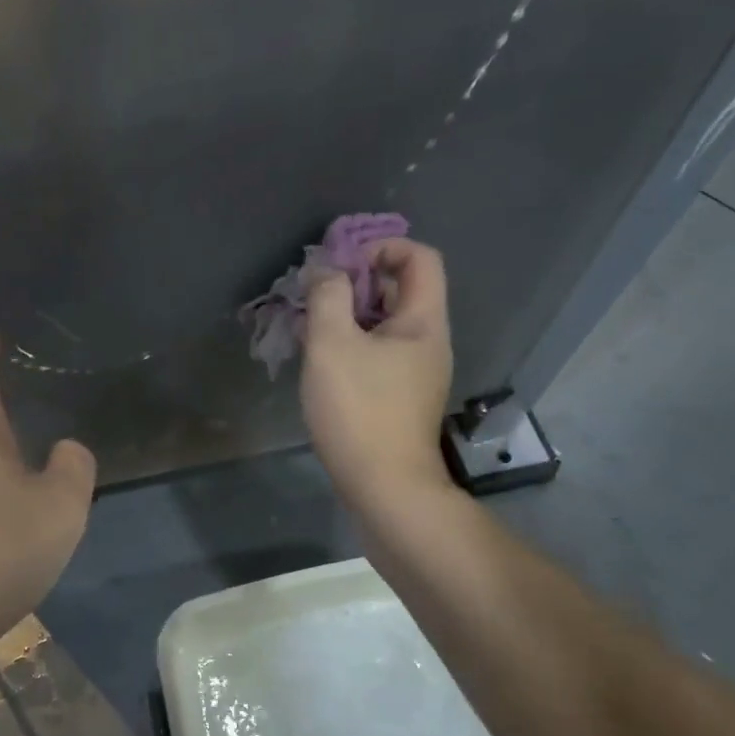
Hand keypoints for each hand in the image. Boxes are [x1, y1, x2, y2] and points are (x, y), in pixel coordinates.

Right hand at [301, 239, 453, 509]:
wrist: (385, 488)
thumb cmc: (360, 409)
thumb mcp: (333, 344)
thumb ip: (328, 297)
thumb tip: (326, 272)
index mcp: (423, 321)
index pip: (419, 257)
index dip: (381, 247)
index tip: (340, 266)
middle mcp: (427, 340)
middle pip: (399, 288)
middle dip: (354, 281)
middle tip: (315, 294)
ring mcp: (414, 370)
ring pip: (382, 322)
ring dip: (346, 313)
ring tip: (308, 324)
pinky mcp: (398, 394)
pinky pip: (375, 351)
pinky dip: (348, 342)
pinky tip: (317, 357)